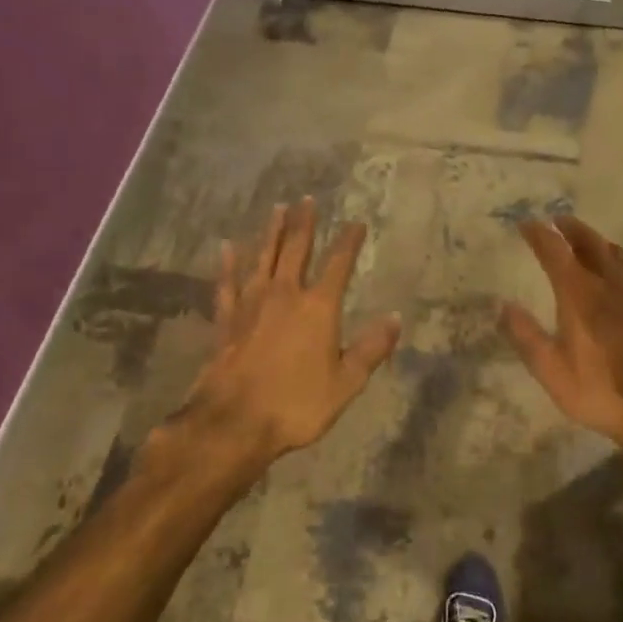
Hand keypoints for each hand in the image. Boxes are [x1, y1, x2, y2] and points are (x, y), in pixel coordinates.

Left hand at [169, 198, 400, 470]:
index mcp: (318, 308)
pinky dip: (228, 264)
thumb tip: (396, 318)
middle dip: (304, 223)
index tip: (356, 222)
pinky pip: (228, 283)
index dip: (349, 242)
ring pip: (263, 258)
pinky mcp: (226, 320)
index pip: (338, 264)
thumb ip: (371, 349)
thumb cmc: (296, 405)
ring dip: (271, 232)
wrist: (234, 422)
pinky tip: (227, 247)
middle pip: (296, 250)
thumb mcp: (346, 383)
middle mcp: (285, 295)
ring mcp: (251, 304)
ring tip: (277, 208)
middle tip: (307, 199)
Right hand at [502, 215, 622, 481]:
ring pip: (616, 255)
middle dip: (571, 229)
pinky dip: (621, 267)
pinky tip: (622, 278)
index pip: (554, 251)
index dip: (538, 234)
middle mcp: (608, 285)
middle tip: (557, 220)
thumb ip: (525, 335)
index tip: (525, 224)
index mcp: (578, 294)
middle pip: (589, 243)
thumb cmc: (598, 390)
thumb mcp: (550, 369)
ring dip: (597, 242)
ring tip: (586, 241)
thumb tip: (503, 306)